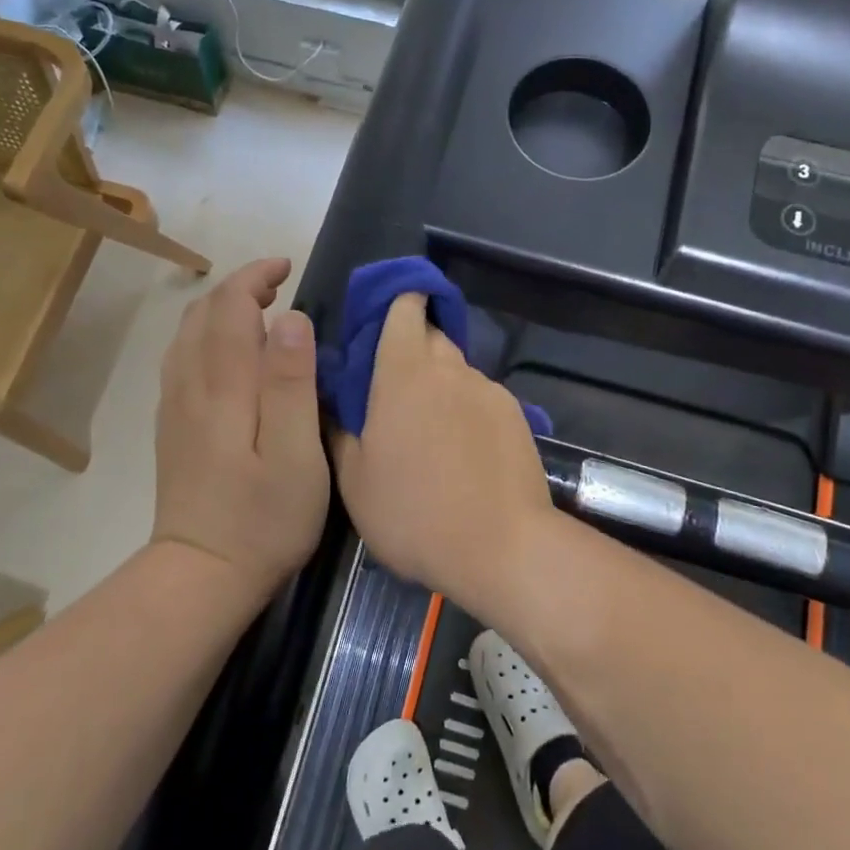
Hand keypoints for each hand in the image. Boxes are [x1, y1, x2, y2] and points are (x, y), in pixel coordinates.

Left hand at [153, 258, 328, 596]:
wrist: (201, 576)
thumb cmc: (263, 518)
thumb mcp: (295, 455)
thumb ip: (292, 383)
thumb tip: (290, 318)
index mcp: (222, 386)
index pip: (229, 307)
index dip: (255, 276)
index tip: (288, 267)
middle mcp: (189, 386)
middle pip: (202, 314)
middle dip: (238, 287)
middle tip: (279, 285)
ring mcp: (174, 407)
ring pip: (187, 335)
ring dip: (220, 309)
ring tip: (258, 311)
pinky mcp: (172, 428)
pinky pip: (182, 359)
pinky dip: (207, 336)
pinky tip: (229, 355)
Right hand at [332, 294, 553, 603]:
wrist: (502, 548)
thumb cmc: (413, 514)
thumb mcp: (355, 481)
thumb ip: (340, 430)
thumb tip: (332, 401)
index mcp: (404, 374)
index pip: (406, 308)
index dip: (397, 301)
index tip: (382, 317)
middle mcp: (450, 369)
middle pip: (433, 337)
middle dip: (414, 349)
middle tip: (395, 390)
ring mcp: (488, 391)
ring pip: (458, 371)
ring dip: (441, 386)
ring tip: (431, 434)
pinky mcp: (518, 415)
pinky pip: (483, 399)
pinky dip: (468, 411)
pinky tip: (465, 453)